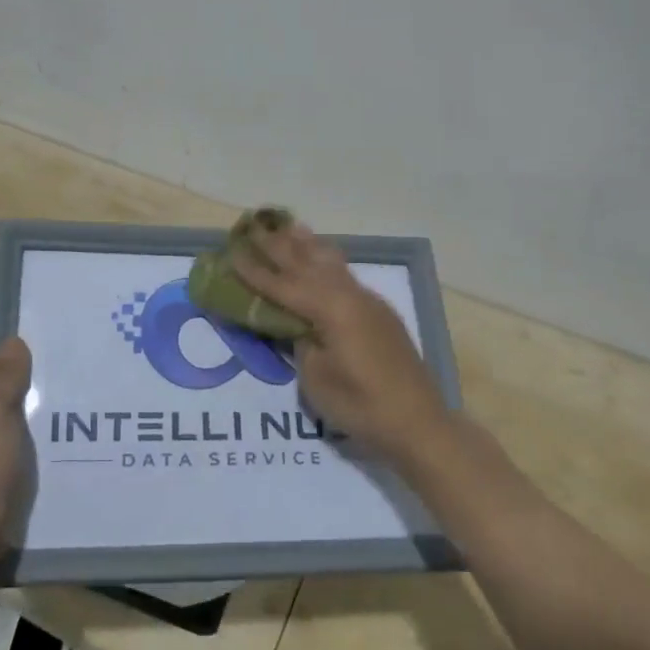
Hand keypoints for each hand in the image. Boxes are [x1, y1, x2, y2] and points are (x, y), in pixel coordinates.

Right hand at [230, 223, 451, 465]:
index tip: (231, 252)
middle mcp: (350, 296)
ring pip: (331, 264)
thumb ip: (301, 344)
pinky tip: (324, 258)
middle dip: (278, 247)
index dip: (255, 271)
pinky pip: (345, 276)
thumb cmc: (361, 405)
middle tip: (254, 227)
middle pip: (307, 265)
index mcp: (331, 310)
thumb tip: (297, 326)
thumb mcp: (316, 380)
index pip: (283, 285)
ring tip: (289, 226)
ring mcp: (369, 302)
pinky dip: (328, 261)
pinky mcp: (380, 314)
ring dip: (307, 245)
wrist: (418, 422)